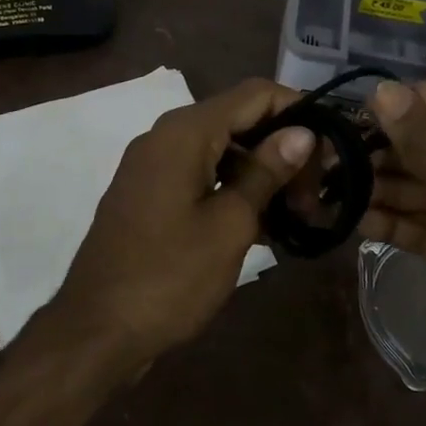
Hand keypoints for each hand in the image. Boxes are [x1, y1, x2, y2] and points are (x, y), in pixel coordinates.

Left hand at [49, 78, 314, 377]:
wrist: (96, 330)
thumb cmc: (169, 276)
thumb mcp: (229, 225)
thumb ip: (267, 172)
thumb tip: (302, 132)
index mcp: (185, 132)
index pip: (255, 94)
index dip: (298, 110)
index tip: (330, 148)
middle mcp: (166, 136)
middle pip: (239, 120)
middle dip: (282, 150)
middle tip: (314, 197)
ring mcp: (153, 165)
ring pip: (221, 151)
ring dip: (260, 175)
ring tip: (297, 216)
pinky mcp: (149, 193)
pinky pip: (200, 175)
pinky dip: (232, 191)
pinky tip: (263, 227)